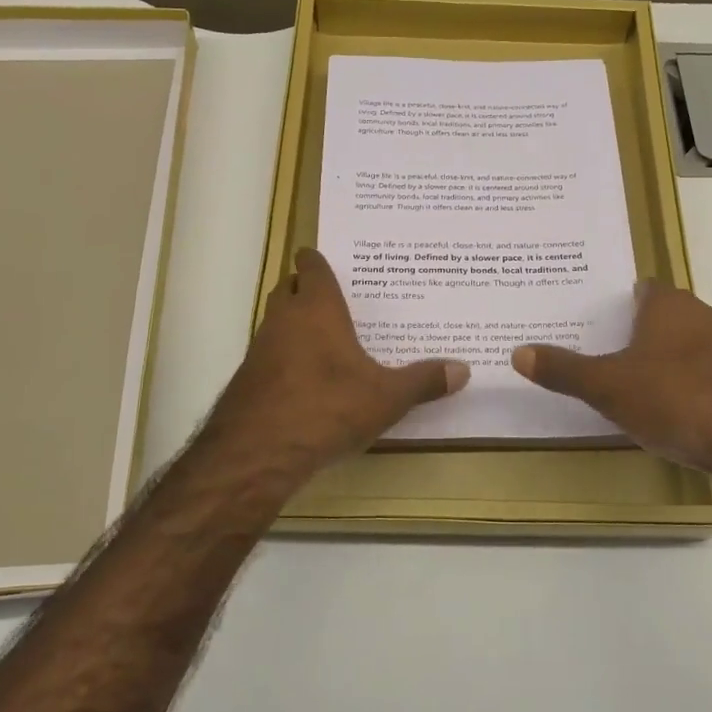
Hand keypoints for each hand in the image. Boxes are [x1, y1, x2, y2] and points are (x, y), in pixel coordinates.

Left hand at [199, 249, 467, 482]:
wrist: (257, 451)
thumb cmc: (327, 407)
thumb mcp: (386, 397)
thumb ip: (423, 381)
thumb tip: (463, 369)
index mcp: (317, 309)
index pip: (312, 267)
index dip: (317, 260)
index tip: (327, 259)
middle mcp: (284, 320)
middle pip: (289, 289)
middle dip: (305, 288)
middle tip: (334, 297)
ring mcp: (260, 349)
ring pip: (276, 322)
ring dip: (294, 325)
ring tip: (325, 338)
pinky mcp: (248, 381)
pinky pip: (269, 356)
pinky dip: (285, 358)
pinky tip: (306, 381)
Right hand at [511, 281, 711, 484]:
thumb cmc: (676, 398)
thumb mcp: (608, 387)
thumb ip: (564, 370)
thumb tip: (518, 352)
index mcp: (668, 306)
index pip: (641, 289)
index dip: (618, 303)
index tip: (595, 321)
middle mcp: (705, 317)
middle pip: (665, 318)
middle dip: (639, 335)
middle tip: (606, 355)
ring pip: (691, 348)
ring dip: (669, 363)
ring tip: (637, 389)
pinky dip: (694, 389)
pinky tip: (679, 417)